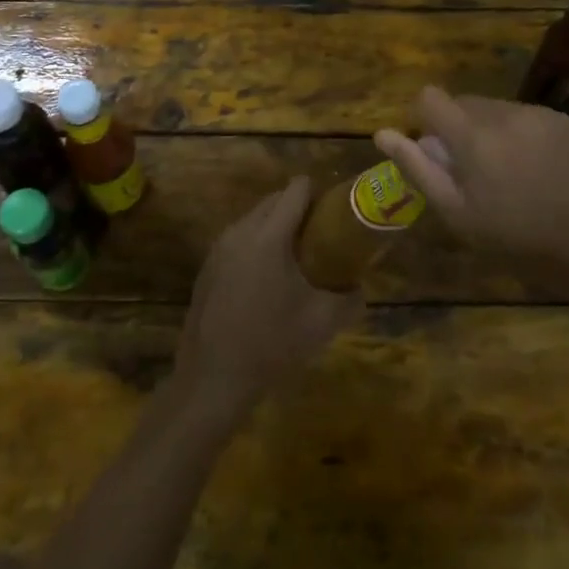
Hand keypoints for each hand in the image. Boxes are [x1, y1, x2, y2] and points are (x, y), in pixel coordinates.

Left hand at [175, 177, 362, 420]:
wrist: (213, 379)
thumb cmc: (271, 344)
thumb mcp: (322, 323)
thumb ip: (349, 298)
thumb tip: (361, 286)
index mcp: (269, 235)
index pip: (297, 189)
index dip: (319, 193)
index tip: (334, 213)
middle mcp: (241, 230)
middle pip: (275, 199)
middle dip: (299, 210)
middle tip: (320, 237)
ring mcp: (219, 247)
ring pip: (255, 218)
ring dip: (276, 227)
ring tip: (296, 259)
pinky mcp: (207, 266)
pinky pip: (239, 239)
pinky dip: (256, 245)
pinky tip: (266, 280)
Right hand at [375, 87, 568, 296]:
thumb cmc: (519, 240)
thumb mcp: (459, 215)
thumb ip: (418, 169)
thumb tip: (383, 134)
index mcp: (473, 136)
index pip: (430, 97)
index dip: (425, 119)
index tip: (436, 151)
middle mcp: (504, 113)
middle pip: (462, 103)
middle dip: (457, 128)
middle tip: (473, 173)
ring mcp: (537, 114)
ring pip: (493, 109)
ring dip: (488, 130)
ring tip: (507, 173)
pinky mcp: (562, 120)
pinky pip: (524, 116)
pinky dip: (518, 134)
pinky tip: (535, 169)